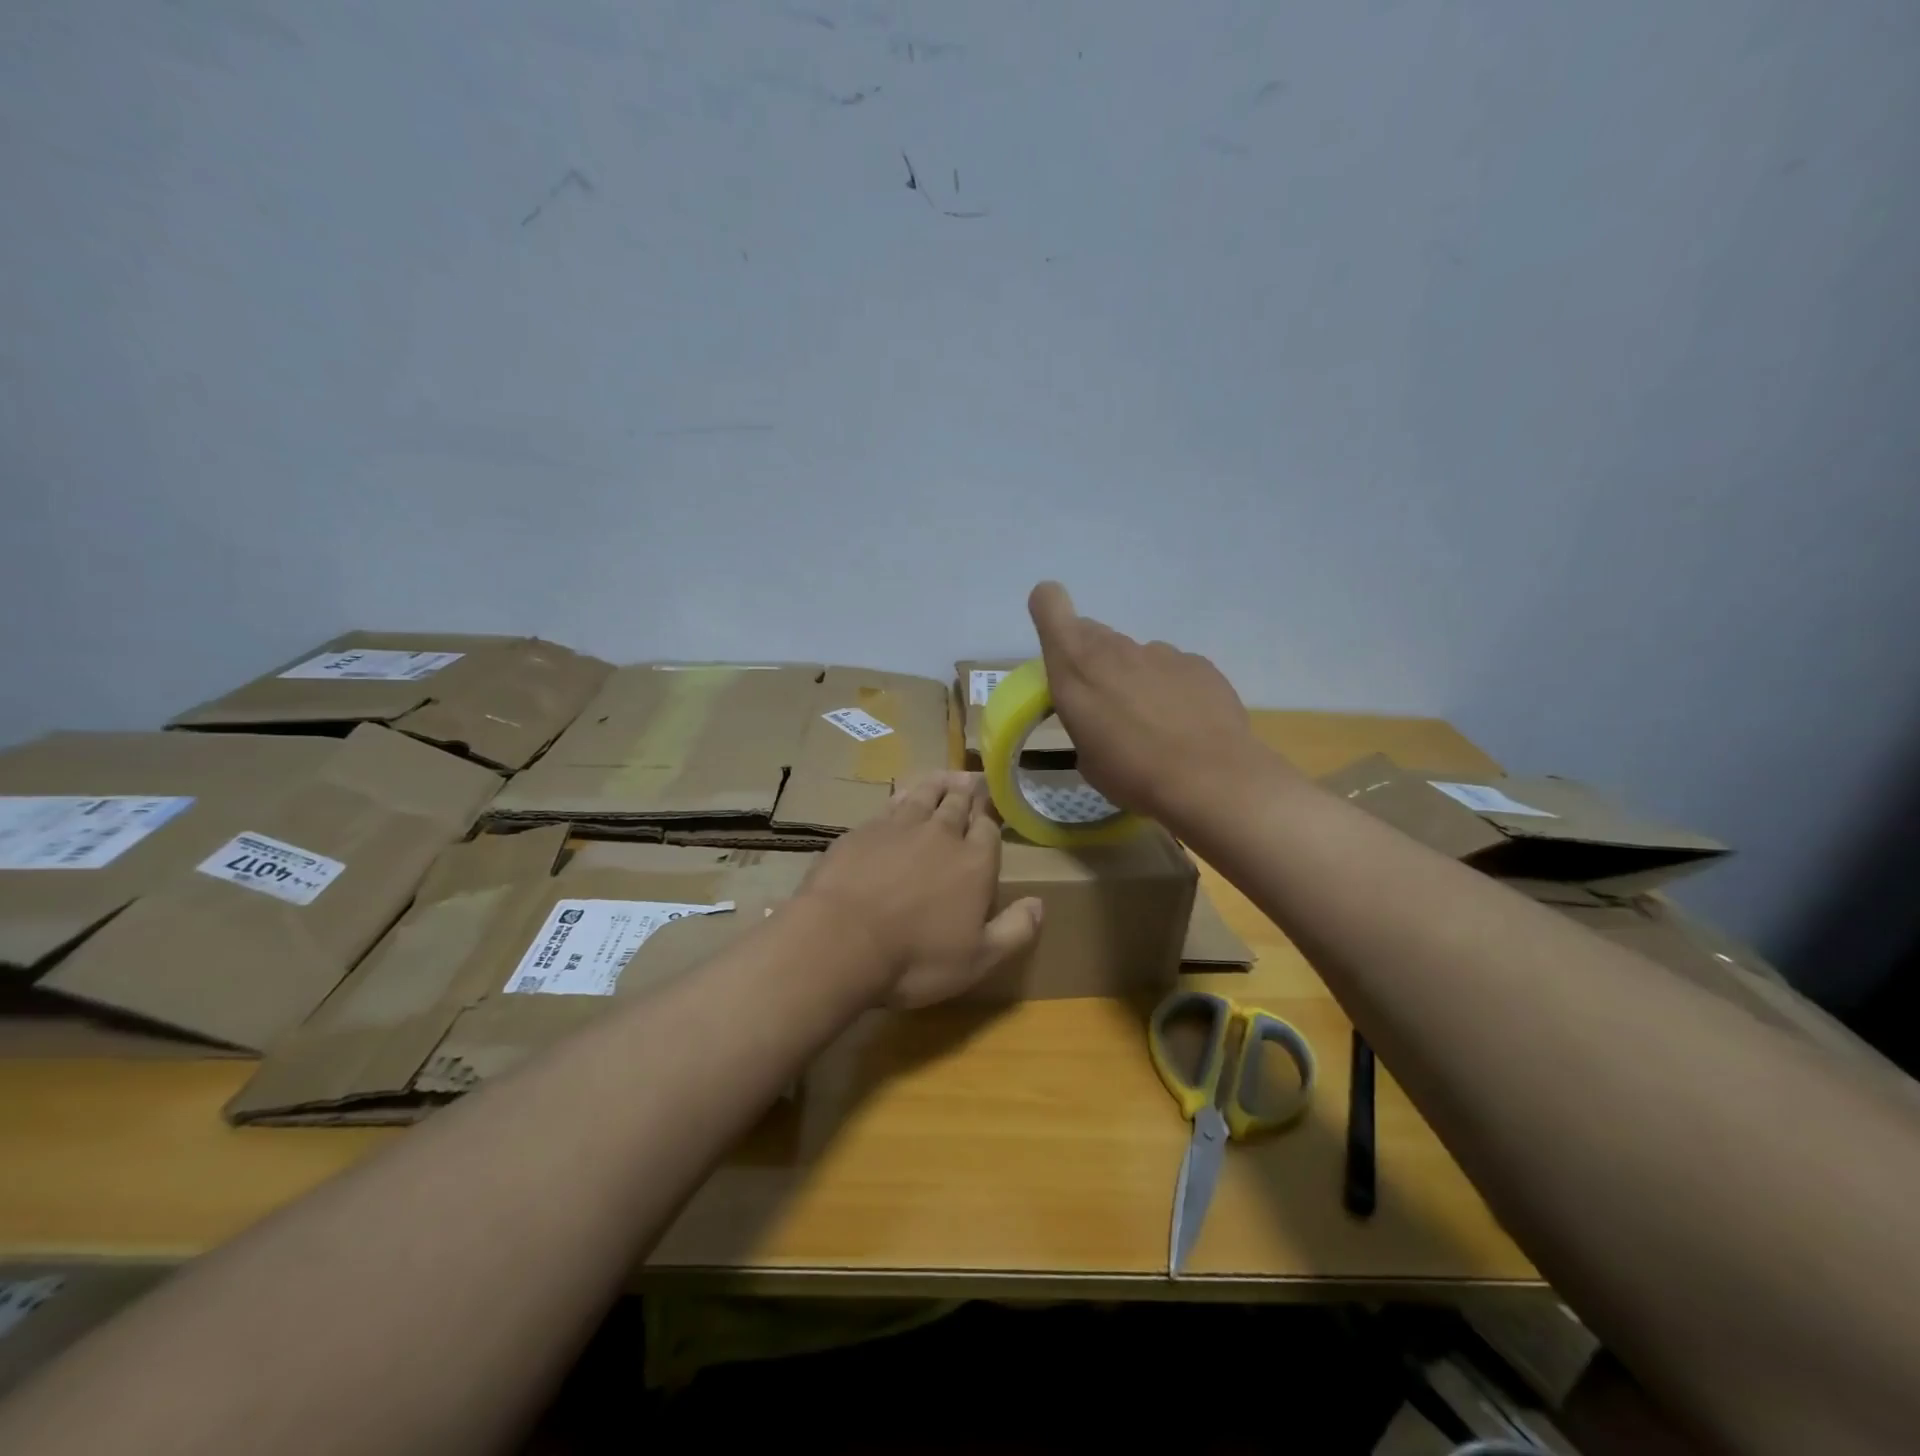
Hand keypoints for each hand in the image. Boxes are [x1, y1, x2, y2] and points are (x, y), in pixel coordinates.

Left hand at [799, 772, 1043, 1008]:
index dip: (991, 818)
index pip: (989, 830)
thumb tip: (1040, 904)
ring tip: (945, 777)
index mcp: (974, 863)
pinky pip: (890, 805)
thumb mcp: (978, 959)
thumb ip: (1015, 930)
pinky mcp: (864, 831)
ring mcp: (899, 828)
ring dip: (938, 785)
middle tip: (972, 779)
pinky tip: (902, 796)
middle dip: (968, 793)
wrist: (841, 940)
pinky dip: (902, 797)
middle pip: (958, 805)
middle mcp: (941, 835)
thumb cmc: (916, 957)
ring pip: (925, 796)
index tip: (992, 808)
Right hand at [1028, 581, 1268, 824]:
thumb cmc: (1131, 774)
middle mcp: (1114, 649)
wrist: (1209, 779)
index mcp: (1075, 667)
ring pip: (1135, 656)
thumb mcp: (1087, 759)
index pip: (1049, 603)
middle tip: (1105, 705)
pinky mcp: (1198, 664)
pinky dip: (1173, 690)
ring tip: (1155, 726)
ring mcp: (1160, 652)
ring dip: (1135, 680)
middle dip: (1092, 661)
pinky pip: (1173, 670)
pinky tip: (1187, 725)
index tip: (1057, 642)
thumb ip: (1086, 722)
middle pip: (1093, 634)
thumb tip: (1101, 717)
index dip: (1049, 611)